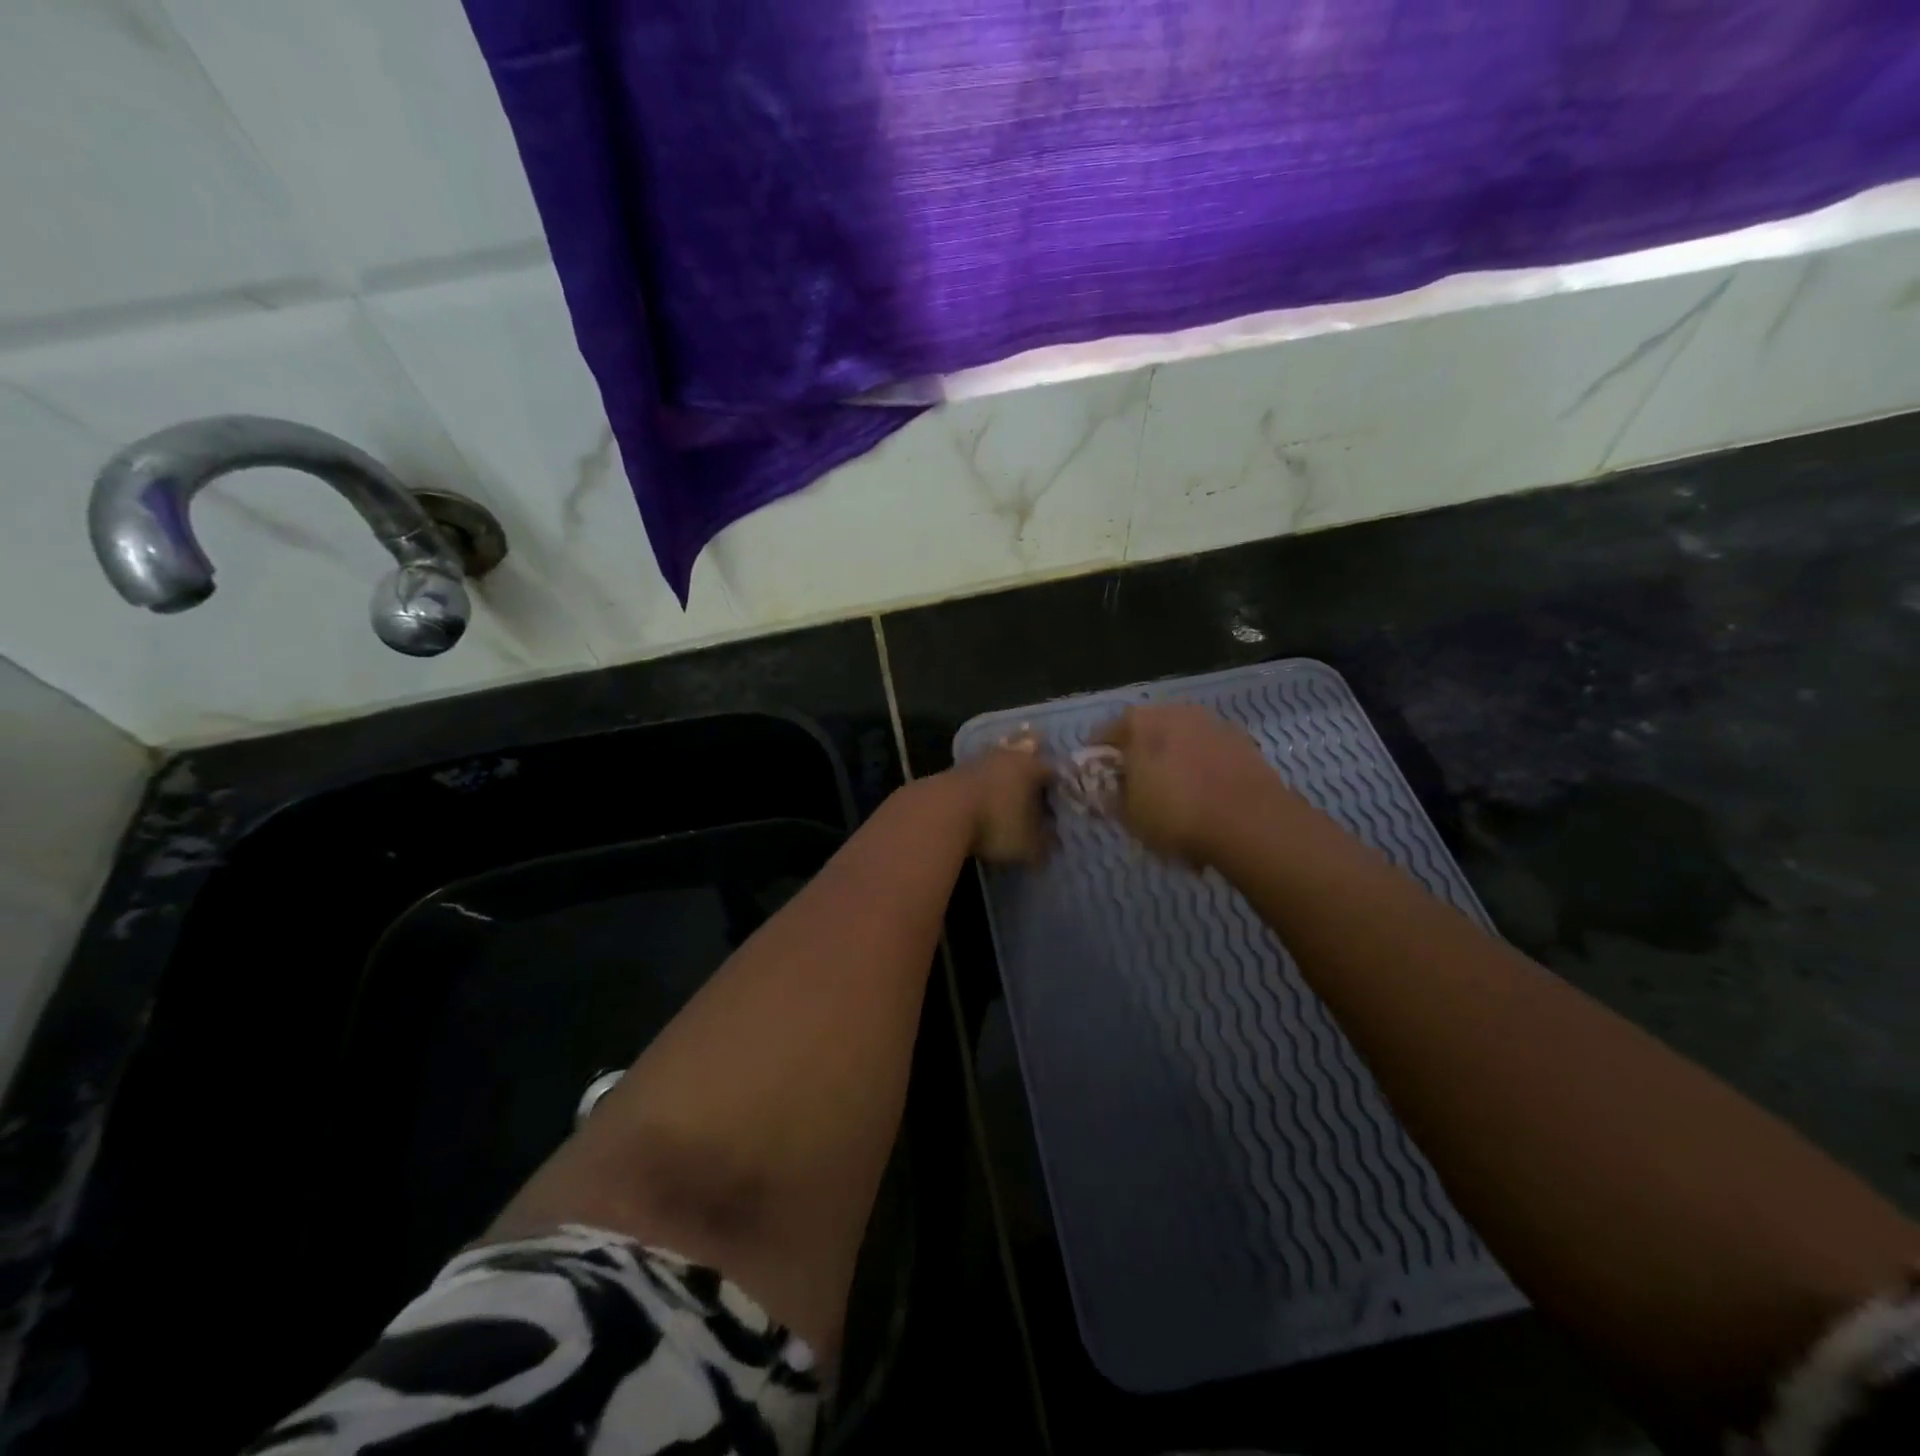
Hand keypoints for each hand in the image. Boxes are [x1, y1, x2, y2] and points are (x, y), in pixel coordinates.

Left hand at [948, 731, 1052, 863]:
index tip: (1061, 792)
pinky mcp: (954, 768)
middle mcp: (1008, 756)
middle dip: (1032, 749)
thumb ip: (1042, 845)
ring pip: (998, 752)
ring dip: (1004, 757)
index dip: (1059, 782)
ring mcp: (979, 759)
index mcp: (1032, 768)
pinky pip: (977, 767)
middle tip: (1038, 748)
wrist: (939, 811)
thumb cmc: (995, 824)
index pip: (1052, 770)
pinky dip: (983, 773)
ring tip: (1008, 761)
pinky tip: (982, 780)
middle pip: (1025, 747)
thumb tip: (1051, 845)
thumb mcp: (1026, 845)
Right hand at [1095, 705, 1284, 865]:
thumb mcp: (1129, 815)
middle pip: (1146, 731)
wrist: (1250, 821)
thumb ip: (1111, 797)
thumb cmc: (1176, 815)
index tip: (1098, 778)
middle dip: (1139, 753)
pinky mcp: (1242, 739)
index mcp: (1138, 722)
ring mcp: (1211, 721)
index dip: (1098, 758)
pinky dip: (1203, 765)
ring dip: (1174, 757)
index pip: (1104, 734)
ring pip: (1181, 738)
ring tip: (1176, 791)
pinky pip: (1209, 750)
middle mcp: (1174, 710)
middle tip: (1137, 784)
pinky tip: (1206, 793)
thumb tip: (1106, 789)